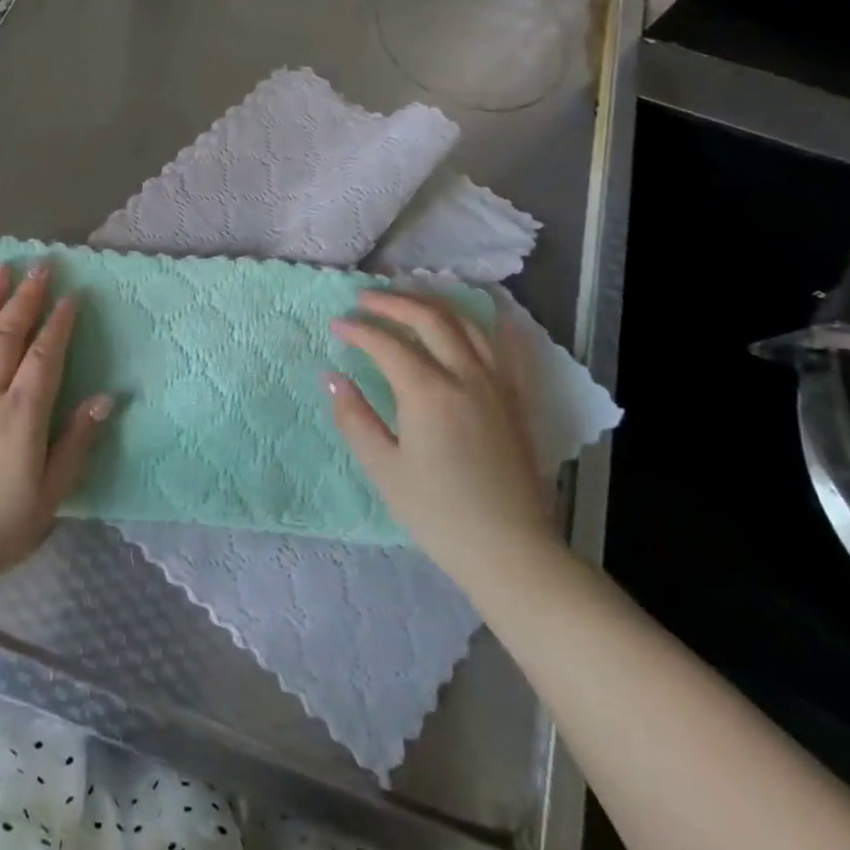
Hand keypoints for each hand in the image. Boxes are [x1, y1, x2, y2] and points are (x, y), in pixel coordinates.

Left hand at [0, 264, 111, 579]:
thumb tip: (106, 398)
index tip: (72, 296)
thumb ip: (76, 443)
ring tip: (0, 273)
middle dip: (27, 298)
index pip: (45, 355)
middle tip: (41, 268)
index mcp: (20, 414)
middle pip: (8, 335)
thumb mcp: (50, 496)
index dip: (60, 323)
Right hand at [328, 291, 557, 585]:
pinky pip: (508, 350)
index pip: (386, 344)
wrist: (510, 550)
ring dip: (434, 305)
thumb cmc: (438, 513)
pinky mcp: (517, 400)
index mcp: (428, 392)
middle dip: (392, 303)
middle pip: (428, 318)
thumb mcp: (384, 469)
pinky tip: (486, 317)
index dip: (358, 329)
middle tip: (365, 299)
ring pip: (467, 325)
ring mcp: (497, 384)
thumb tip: (332, 378)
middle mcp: (465, 375)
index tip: (337, 325)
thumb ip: (355, 418)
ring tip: (409, 301)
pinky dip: (492, 326)